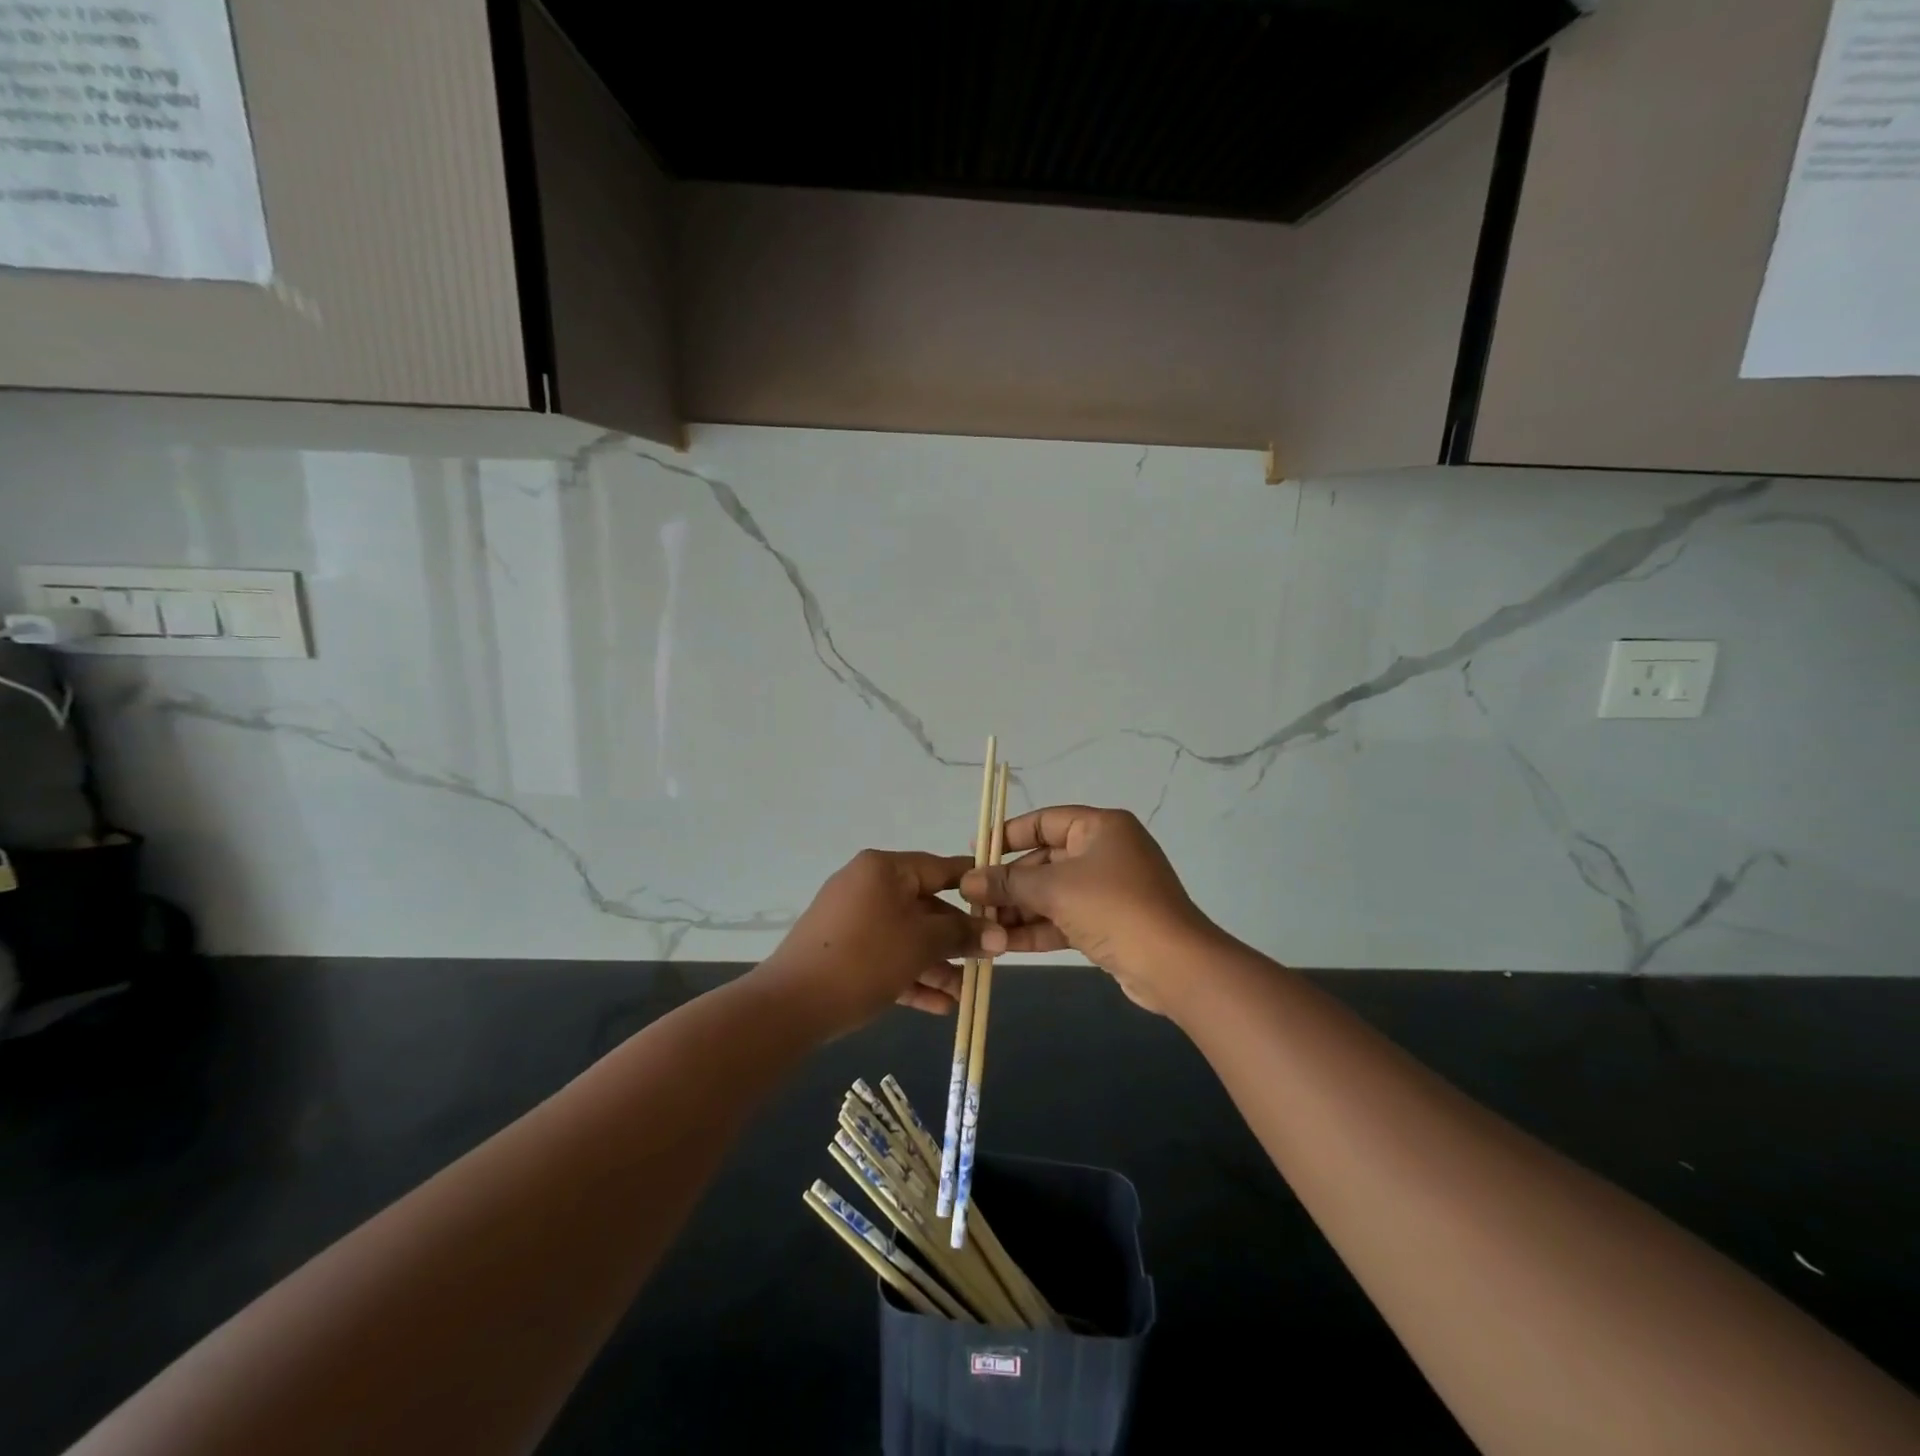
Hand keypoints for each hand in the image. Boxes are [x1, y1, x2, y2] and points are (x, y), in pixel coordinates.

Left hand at [757, 850, 981, 1037]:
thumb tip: (999, 934)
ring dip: (937, 965)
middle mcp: (867, 886)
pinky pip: (885, 957)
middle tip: (987, 960)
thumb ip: (962, 934)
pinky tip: (940, 1007)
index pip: (940, 868)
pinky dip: (910, 977)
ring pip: (906, 937)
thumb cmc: (865, 959)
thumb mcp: (921, 944)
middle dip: (956, 938)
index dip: (974, 886)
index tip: (1003, 902)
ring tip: (965, 994)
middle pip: (924, 907)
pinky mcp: (842, 952)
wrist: (791, 1005)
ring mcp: (851, 920)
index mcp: (884, 869)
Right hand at [962, 806, 1215, 1013]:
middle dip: (1009, 883)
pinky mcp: (1109, 924)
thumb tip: (968, 881)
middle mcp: (1105, 852)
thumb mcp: (1055, 889)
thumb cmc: (1113, 908)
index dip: (1007, 835)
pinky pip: (1065, 919)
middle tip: (972, 901)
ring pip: (1053, 894)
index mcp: (1100, 827)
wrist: (1174, 966)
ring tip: (981, 928)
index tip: (975, 852)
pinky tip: (1004, 945)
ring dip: (1019, 910)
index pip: (1043, 821)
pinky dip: (1038, 929)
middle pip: (1045, 861)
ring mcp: (1109, 890)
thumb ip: (1008, 883)